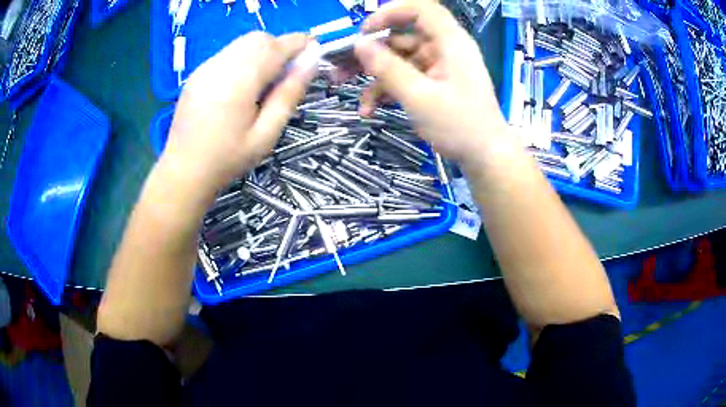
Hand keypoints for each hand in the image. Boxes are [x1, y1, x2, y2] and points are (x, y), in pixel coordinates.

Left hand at [163, 32, 317, 192]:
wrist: (183, 171)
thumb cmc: (227, 159)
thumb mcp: (266, 134)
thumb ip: (289, 94)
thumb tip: (312, 62)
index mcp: (239, 82)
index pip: (276, 46)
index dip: (300, 44)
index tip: (314, 54)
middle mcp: (220, 66)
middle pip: (259, 38)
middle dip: (280, 47)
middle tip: (286, 74)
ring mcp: (206, 67)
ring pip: (243, 42)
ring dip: (263, 52)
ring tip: (264, 81)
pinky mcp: (198, 73)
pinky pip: (229, 53)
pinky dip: (245, 58)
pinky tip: (241, 86)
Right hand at [354, 0, 507, 165]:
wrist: (485, 156)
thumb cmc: (459, 125)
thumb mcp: (419, 96)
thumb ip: (387, 68)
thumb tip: (359, 44)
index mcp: (450, 42)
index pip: (421, 9)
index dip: (390, 12)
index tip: (365, 31)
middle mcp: (444, 49)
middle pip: (403, 36)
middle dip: (371, 50)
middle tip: (341, 64)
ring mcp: (439, 67)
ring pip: (400, 59)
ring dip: (374, 74)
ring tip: (345, 88)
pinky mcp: (435, 83)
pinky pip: (406, 77)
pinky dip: (388, 89)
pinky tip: (370, 108)